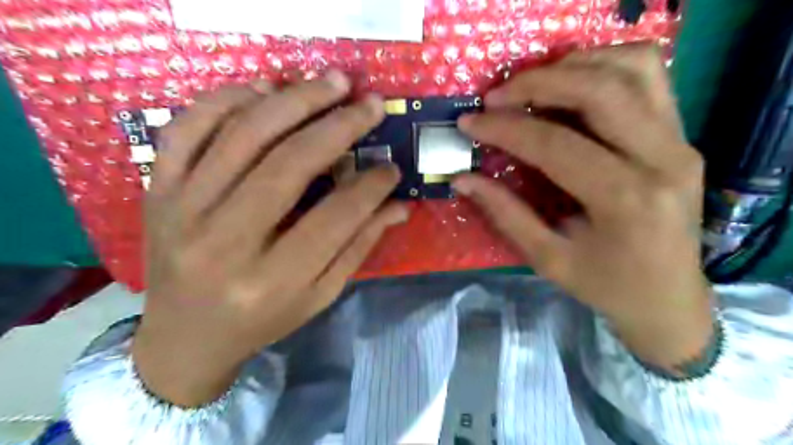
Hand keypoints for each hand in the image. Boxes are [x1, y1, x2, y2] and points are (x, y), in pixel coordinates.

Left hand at [133, 71, 405, 405]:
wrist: (183, 337)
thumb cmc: (261, 320)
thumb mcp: (319, 295)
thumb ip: (358, 247)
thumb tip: (398, 205)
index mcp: (272, 280)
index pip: (335, 217)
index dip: (371, 186)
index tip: (392, 166)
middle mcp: (224, 243)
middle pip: (287, 166)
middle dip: (338, 127)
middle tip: (369, 104)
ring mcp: (182, 211)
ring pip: (241, 136)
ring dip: (292, 100)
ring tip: (330, 83)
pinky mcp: (157, 192)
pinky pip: (187, 129)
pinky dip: (226, 99)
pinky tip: (265, 89)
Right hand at [456, 44, 716, 372]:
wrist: (669, 298)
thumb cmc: (606, 286)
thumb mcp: (548, 259)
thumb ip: (504, 213)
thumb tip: (463, 179)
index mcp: (625, 200)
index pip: (555, 144)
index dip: (505, 129)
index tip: (470, 122)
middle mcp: (662, 159)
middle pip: (600, 89)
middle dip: (538, 83)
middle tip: (496, 96)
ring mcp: (680, 141)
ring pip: (633, 68)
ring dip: (574, 65)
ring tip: (532, 85)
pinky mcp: (682, 135)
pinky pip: (649, 77)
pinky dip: (606, 66)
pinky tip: (572, 85)